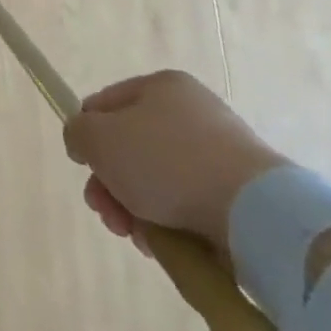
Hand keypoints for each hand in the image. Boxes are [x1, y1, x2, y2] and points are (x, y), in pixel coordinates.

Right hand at [62, 70, 288, 251]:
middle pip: (130, 148)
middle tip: (106, 212)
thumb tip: (84, 143)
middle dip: (110, 184)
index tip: (84, 167)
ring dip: (134, 209)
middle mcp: (192, 112)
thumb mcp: (98, 138)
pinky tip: (162, 244)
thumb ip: (77, 132)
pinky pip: (188, 205)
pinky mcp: (239, 193)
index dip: (87, 135)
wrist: (254, 213)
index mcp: (161, 86)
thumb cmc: (166, 161)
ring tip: (135, 236)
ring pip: (156, 181)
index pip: (104, 105)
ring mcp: (219, 154)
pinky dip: (169, 224)